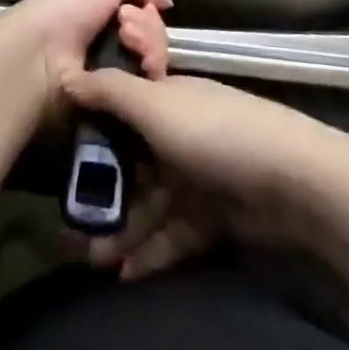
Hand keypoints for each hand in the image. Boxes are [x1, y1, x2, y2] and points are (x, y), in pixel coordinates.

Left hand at [0, 0, 173, 115]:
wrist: (40, 57)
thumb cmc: (68, 9)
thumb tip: (166, 3)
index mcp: (104, 13)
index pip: (147, 14)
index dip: (150, 9)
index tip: (144, 8)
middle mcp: (112, 43)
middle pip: (156, 37)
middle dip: (150, 30)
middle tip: (126, 31)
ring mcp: (117, 76)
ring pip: (157, 61)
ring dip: (150, 48)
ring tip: (128, 46)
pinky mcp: (120, 105)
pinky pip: (150, 89)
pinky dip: (148, 74)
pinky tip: (138, 68)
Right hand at [59, 70, 340, 280]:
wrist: (289, 180)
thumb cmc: (211, 132)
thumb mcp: (154, 105)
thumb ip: (110, 91)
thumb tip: (68, 74)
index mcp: (166, 97)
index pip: (120, 107)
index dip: (91, 128)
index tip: (59, 153)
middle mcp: (178, 132)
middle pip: (132, 159)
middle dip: (102, 189)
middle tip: (70, 222)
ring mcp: (197, 175)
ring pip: (150, 202)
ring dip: (122, 228)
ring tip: (91, 258)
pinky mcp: (213, 216)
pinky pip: (173, 234)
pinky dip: (150, 252)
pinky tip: (124, 275)